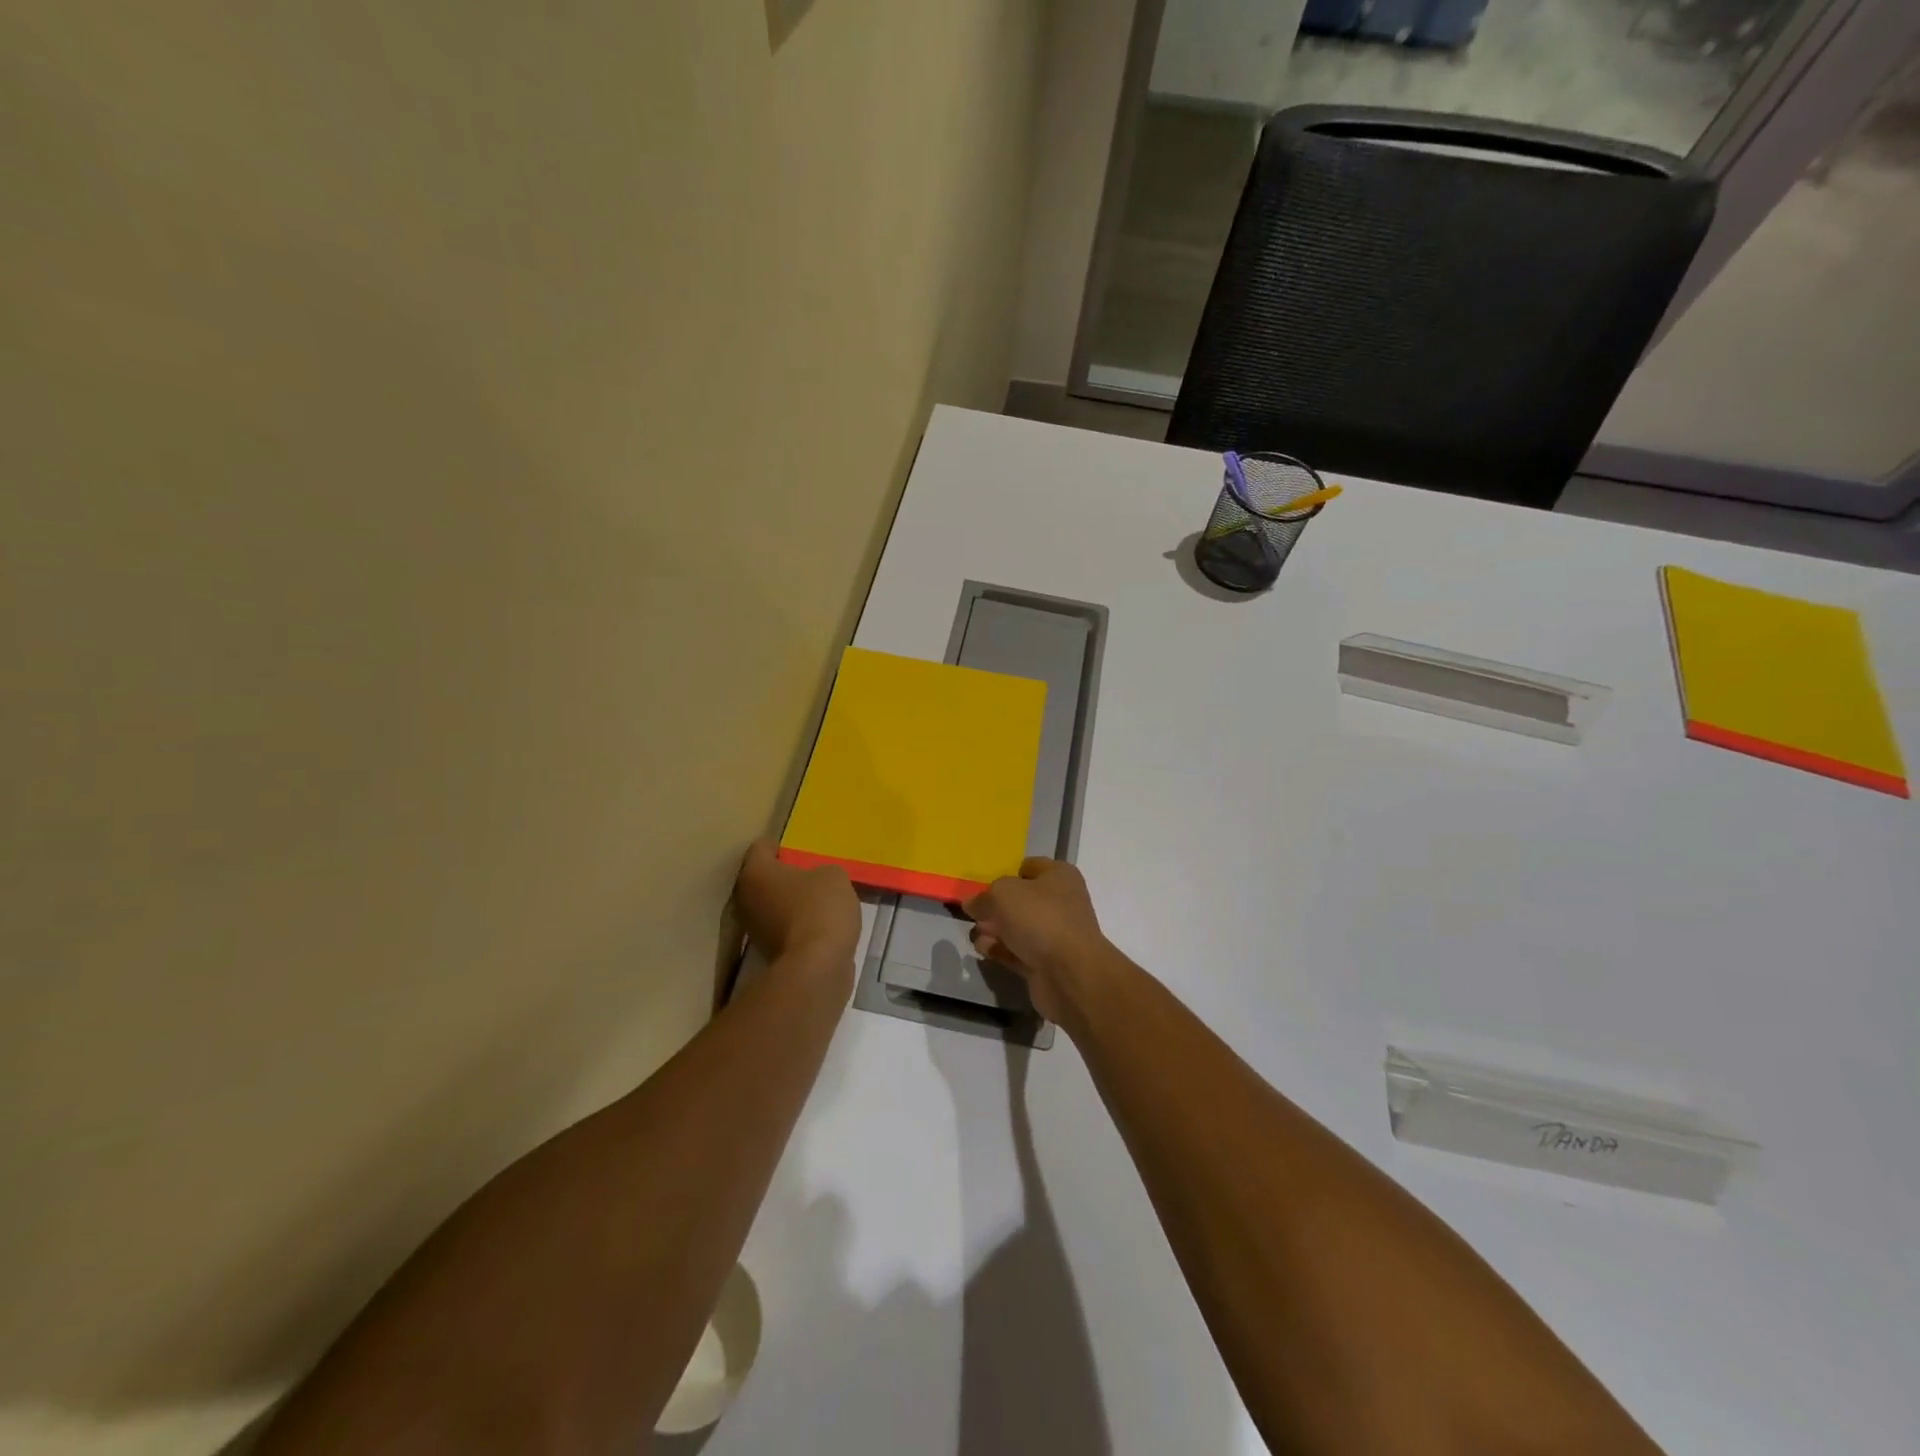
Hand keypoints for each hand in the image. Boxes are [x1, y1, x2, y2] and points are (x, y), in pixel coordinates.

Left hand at [734, 841, 860, 972]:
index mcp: (755, 872)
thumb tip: (817, 881)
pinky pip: (782, 928)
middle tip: (810, 876)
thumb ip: (821, 870)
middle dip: (783, 876)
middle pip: (762, 878)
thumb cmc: (820, 908)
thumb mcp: (834, 876)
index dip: (781, 846)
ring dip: (789, 903)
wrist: (817, 967)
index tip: (801, 852)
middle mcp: (744, 898)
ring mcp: (753, 929)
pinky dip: (795, 926)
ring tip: (817, 902)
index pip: (761, 847)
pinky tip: (818, 926)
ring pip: (771, 905)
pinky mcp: (766, 952)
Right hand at [963, 859, 1112, 1027]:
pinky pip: (1017, 951)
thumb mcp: (1003, 894)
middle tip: (975, 914)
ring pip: (1017, 927)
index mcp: (1059, 876)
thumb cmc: (1040, 918)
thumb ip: (983, 896)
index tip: (982, 886)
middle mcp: (1060, 902)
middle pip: (1020, 900)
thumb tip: (972, 903)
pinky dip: (1000, 950)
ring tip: (977, 934)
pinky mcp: (1045, 962)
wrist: (1070, 973)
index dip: (1005, 874)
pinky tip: (984, 950)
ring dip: (994, 930)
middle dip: (995, 907)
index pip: (1028, 867)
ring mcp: (1054, 934)